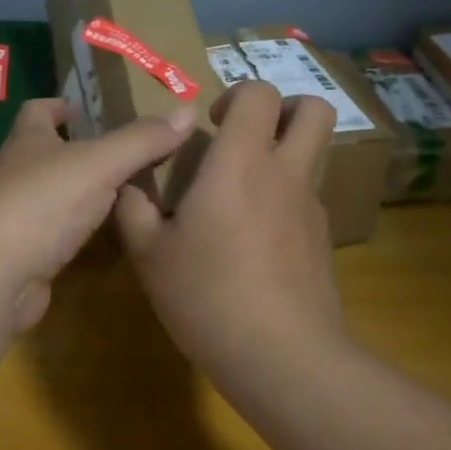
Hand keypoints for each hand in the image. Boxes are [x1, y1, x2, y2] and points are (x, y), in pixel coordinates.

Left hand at [0, 99, 197, 331]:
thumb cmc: (42, 203)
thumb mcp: (100, 164)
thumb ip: (143, 140)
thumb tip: (186, 112)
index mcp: (27, 141)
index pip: (39, 111)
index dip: (62, 106)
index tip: (90, 110)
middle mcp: (16, 174)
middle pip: (48, 153)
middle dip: (81, 151)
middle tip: (128, 154)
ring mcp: (15, 216)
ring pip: (54, 196)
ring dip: (83, 194)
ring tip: (127, 194)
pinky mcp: (23, 254)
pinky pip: (56, 235)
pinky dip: (79, 233)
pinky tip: (109, 239)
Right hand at [115, 82, 344, 365]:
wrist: (282, 356)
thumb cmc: (208, 296)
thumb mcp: (150, 255)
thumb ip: (133, 209)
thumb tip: (127, 183)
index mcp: (241, 162)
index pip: (259, 93)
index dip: (237, 94)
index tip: (211, 125)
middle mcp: (285, 173)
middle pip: (315, 110)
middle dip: (287, 107)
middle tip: (247, 135)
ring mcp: (311, 207)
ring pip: (316, 154)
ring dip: (287, 153)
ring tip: (245, 190)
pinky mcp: (323, 241)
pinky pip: (309, 198)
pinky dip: (286, 199)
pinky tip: (256, 241)